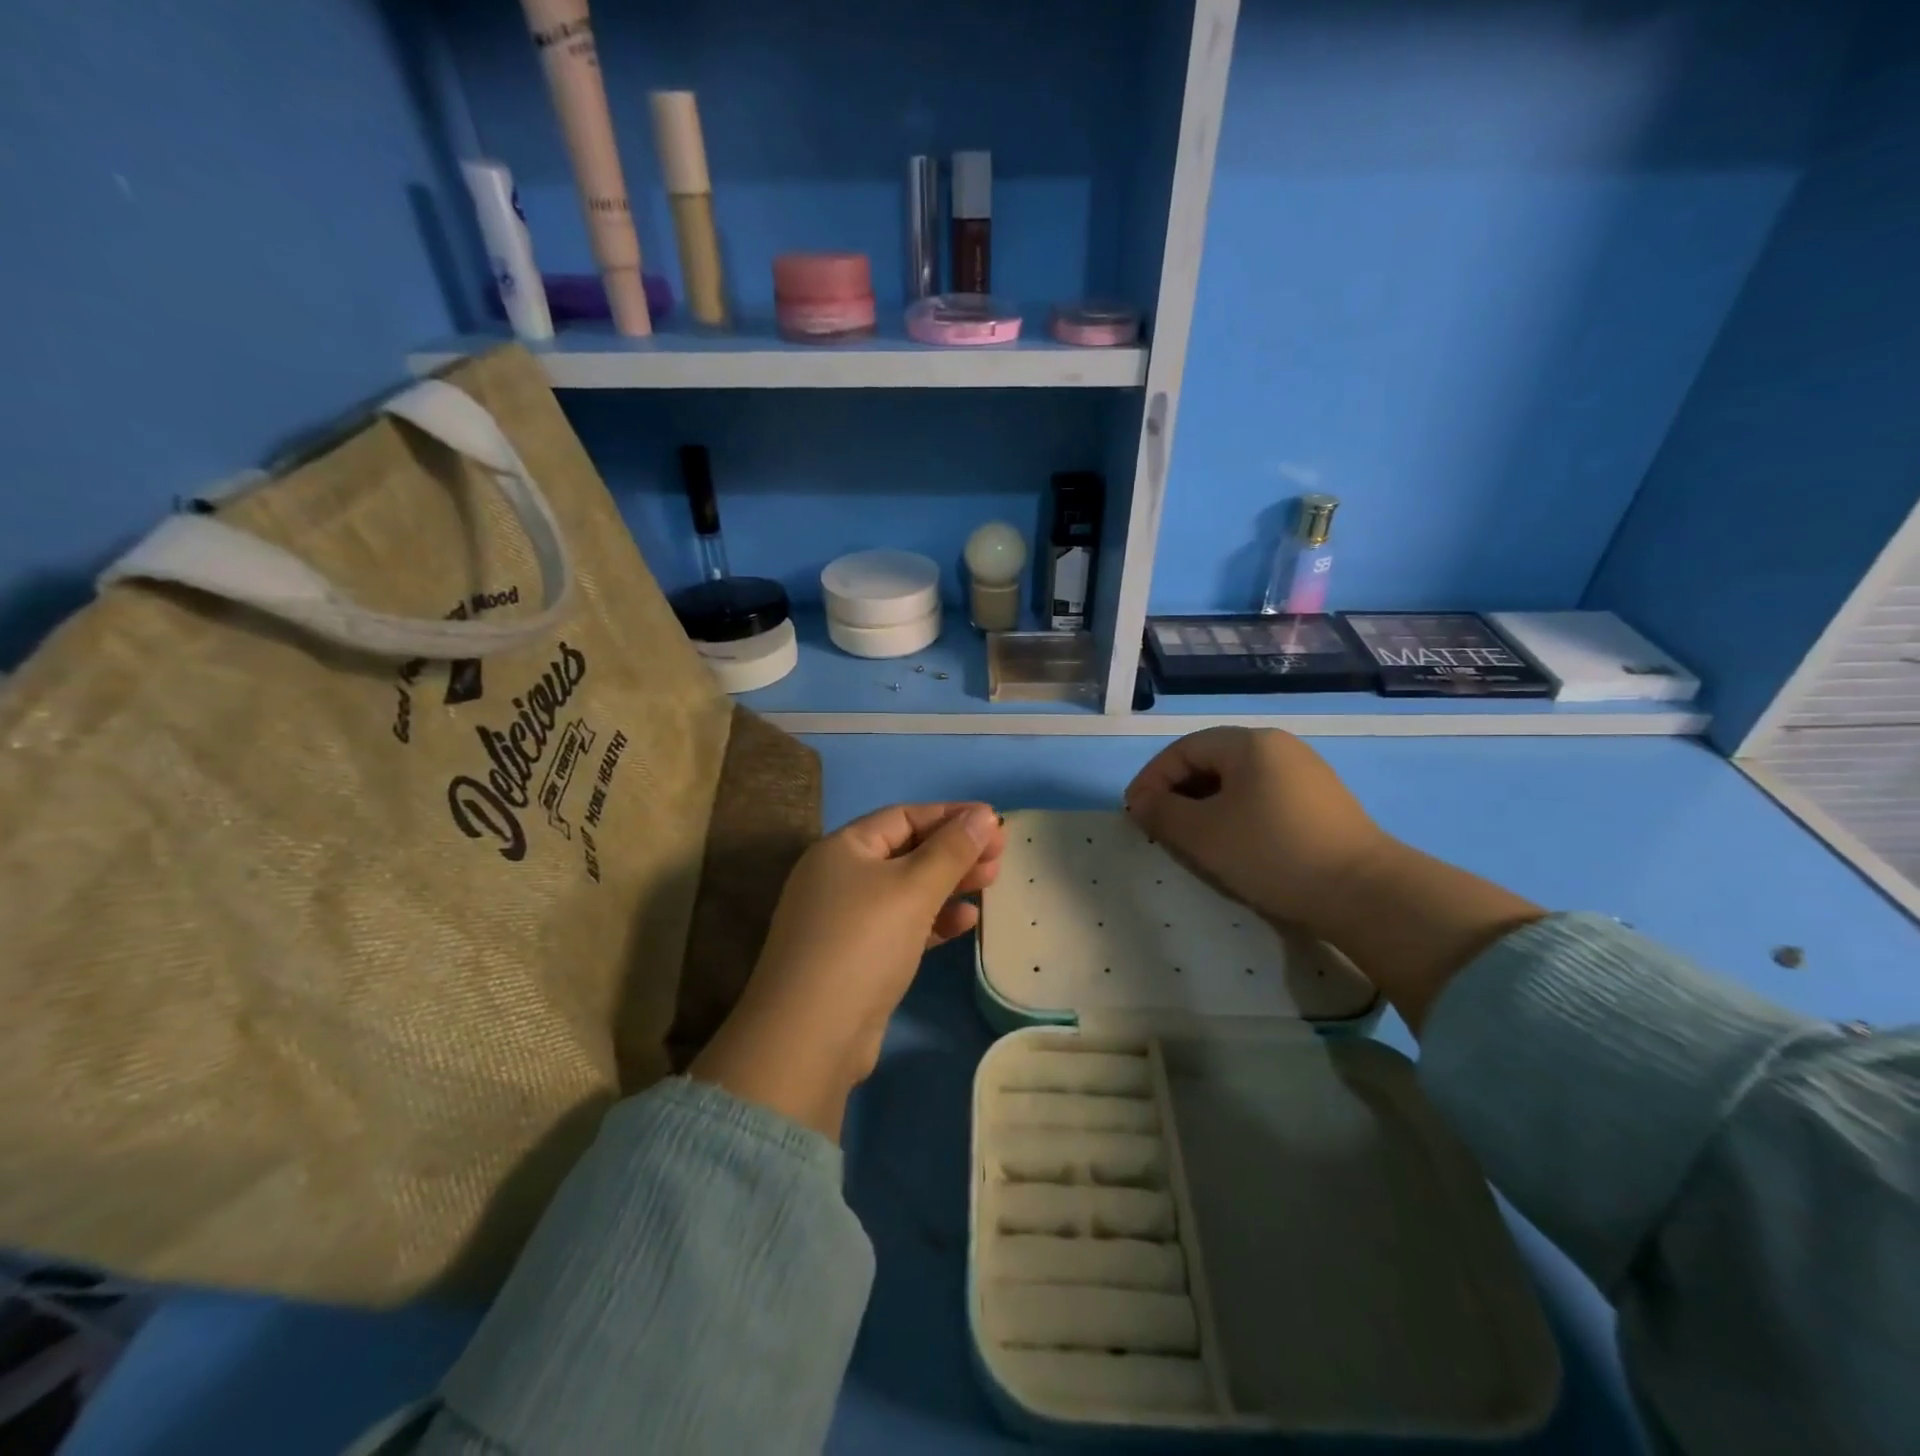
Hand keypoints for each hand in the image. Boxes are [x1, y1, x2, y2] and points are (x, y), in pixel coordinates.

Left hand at [690, 802, 1003, 1137]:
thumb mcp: (913, 888)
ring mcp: (845, 920)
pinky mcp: (857, 958)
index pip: (903, 816)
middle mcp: (839, 877)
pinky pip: (902, 925)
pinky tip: (966, 921)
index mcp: (843, 848)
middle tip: (1000, 856)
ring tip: (992, 882)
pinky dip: (934, 920)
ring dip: (949, 884)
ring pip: (907, 890)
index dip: (950, 815)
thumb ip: (952, 849)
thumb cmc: (864, 943)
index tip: (993, 822)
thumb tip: (984, 815)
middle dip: (954, 851)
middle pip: (906, 851)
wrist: (811, 1037)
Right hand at [1122, 727, 1389, 934]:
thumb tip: (1142, 801)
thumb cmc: (1271, 852)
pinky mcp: (1321, 802)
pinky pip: (1262, 797)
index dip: (1152, 778)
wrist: (1363, 892)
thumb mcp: (1203, 834)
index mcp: (1249, 743)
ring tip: (1190, 838)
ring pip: (1237, 781)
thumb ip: (1162, 812)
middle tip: (1158, 826)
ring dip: (1204, 805)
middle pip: (1211, 760)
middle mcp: (1279, 747)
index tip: (1134, 813)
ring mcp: (1305, 773)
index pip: (1184, 749)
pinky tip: (1232, 844)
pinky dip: (1235, 814)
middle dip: (1177, 792)